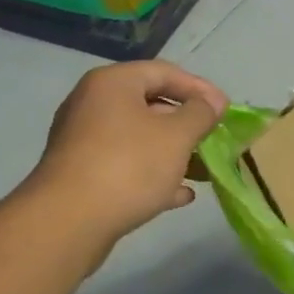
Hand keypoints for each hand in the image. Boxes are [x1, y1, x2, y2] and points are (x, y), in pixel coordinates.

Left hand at [28, 61, 227, 254]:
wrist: (68, 222)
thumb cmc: (129, 166)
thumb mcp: (177, 136)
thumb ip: (200, 114)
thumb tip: (212, 102)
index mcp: (113, 84)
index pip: (164, 72)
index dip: (200, 88)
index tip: (225, 111)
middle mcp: (93, 104)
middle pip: (151, 105)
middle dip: (188, 125)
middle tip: (214, 141)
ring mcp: (84, 141)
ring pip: (140, 139)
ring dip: (174, 154)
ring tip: (203, 172)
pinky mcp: (82, 174)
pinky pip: (126, 165)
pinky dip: (154, 175)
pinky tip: (180, 195)